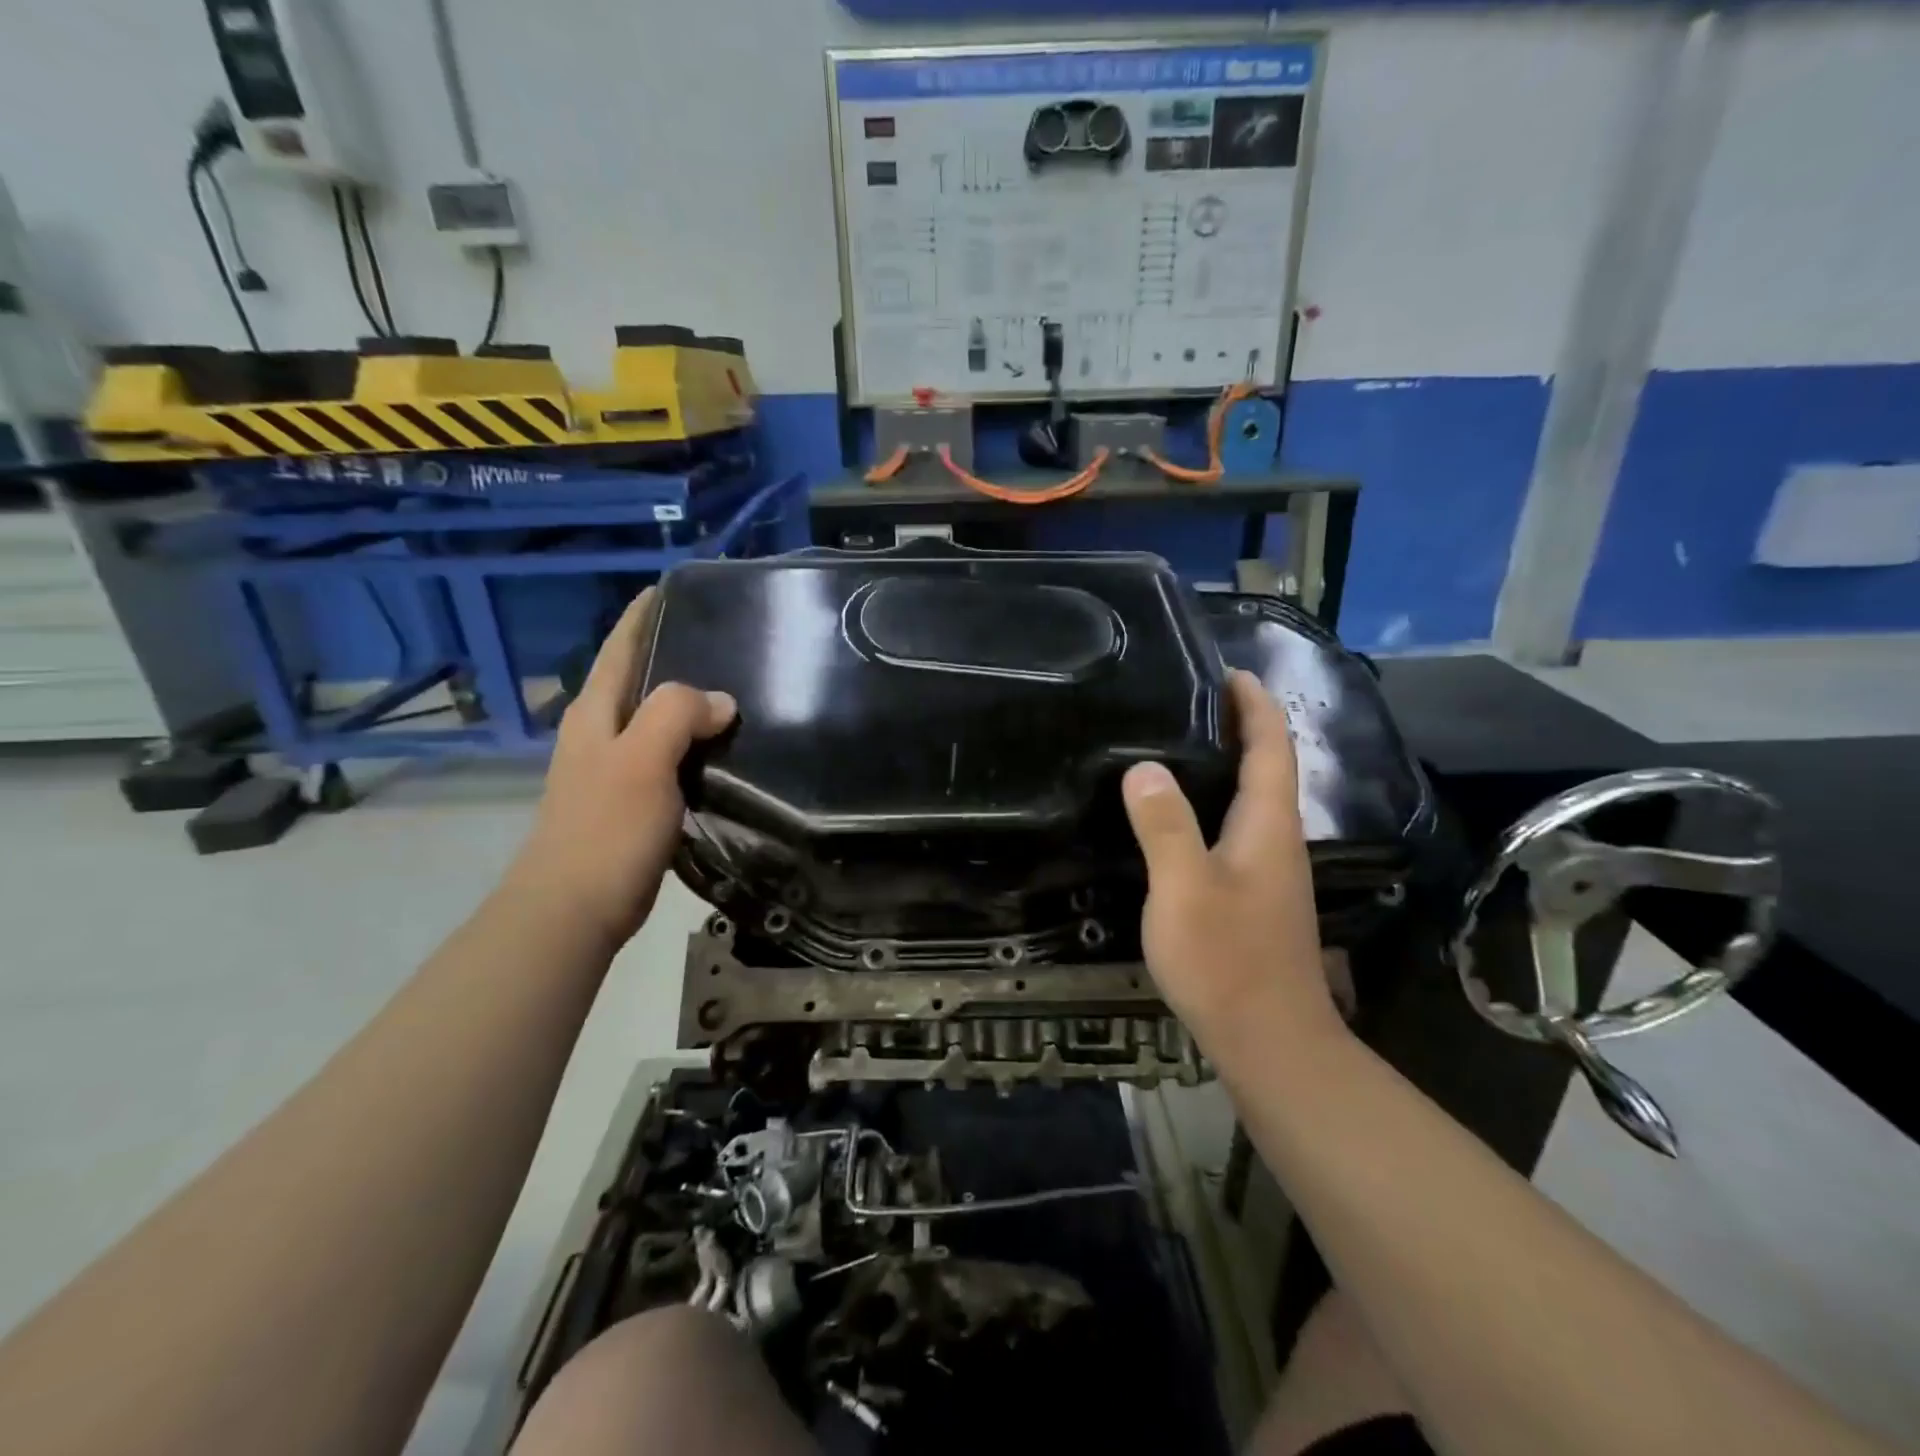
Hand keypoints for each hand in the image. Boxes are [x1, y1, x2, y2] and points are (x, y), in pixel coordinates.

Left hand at [502, 588, 735, 947]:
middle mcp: (598, 734)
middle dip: (669, 653)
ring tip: (732, 689)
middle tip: (722, 638)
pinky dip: (691, 743)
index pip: (619, 649)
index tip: (670, 589)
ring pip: (652, 719)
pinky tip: (719, 749)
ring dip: (685, 702)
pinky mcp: (628, 802)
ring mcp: (610, 770)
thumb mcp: (642, 759)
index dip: (641, 617)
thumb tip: (721, 701)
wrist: (573, 908)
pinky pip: (665, 755)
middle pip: (635, 679)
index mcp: (595, 714)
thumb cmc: (606, 828)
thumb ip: (676, 714)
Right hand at [1122, 670, 1341, 1054]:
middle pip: (1267, 768)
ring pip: (1252, 800)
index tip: (1229, 670)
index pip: (1271, 747)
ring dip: (1228, 764)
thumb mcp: (1184, 888)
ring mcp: (1270, 872)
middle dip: (1240, 726)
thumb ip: (1165, 826)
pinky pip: (1237, 829)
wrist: (1269, 1041)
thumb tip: (1144, 767)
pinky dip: (1215, 802)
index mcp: (1267, 826)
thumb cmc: (1227, 960)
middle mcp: (1277, 840)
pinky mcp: (1255, 896)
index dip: (1255, 705)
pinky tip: (1179, 815)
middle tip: (1189, 700)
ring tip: (1177, 745)